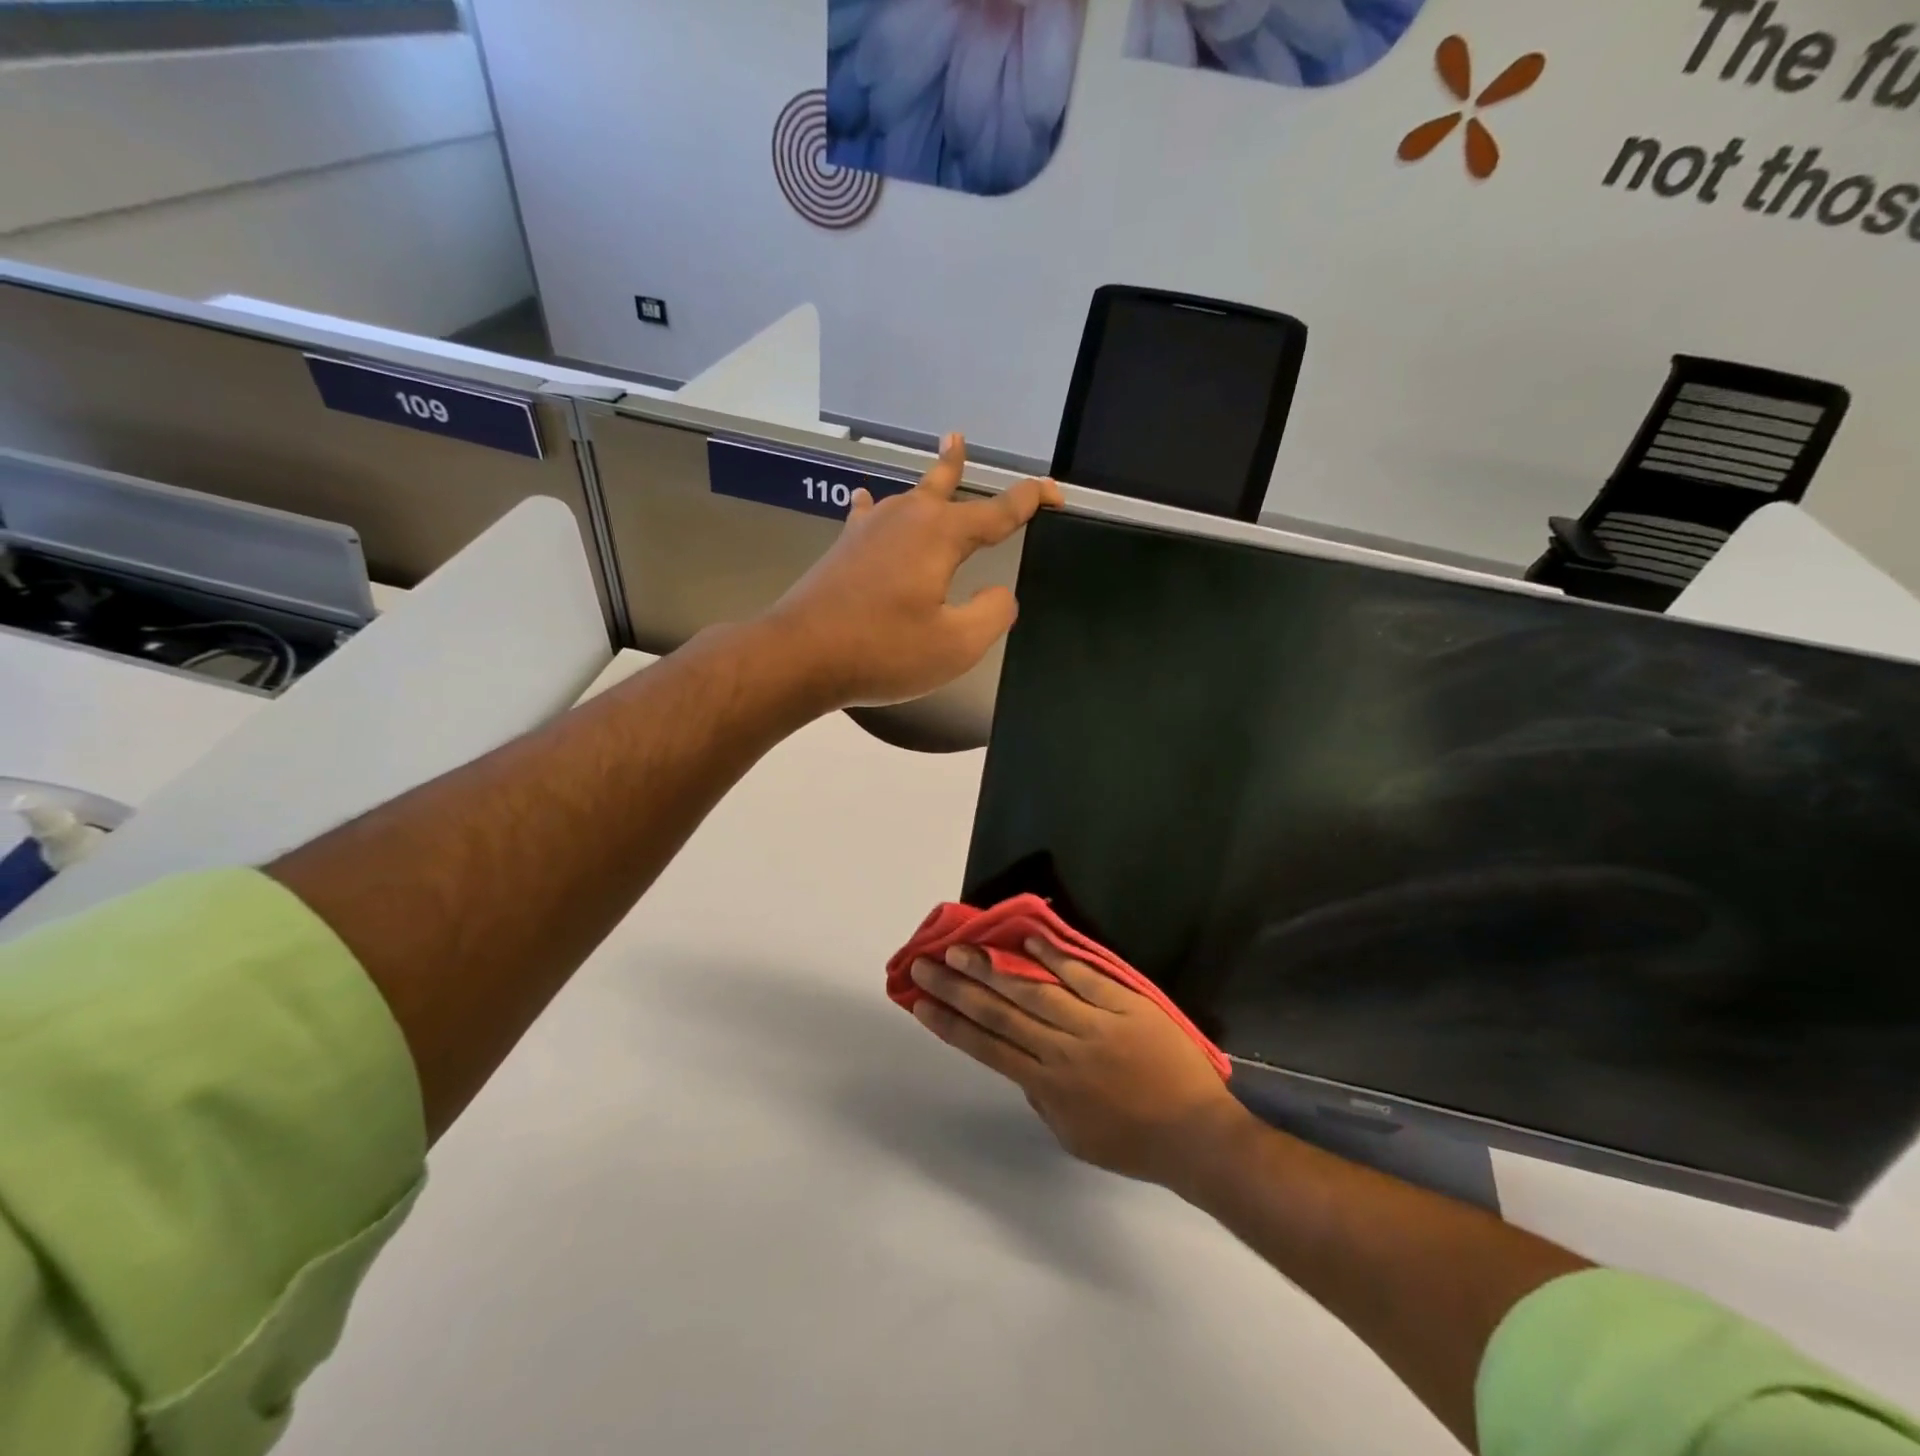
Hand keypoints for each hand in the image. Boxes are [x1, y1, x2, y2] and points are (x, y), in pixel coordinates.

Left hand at [766, 434, 1062, 709]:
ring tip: (934, 461)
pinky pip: (868, 517)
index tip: (1055, 494)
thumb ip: (992, 614)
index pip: (998, 511)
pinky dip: (875, 508)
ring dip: (926, 481)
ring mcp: (869, 531)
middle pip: (942, 485)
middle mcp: (905, 520)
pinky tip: (865, 502)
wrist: (800, 655)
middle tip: (961, 440)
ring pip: (907, 497)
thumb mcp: (956, 645)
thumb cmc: (883, 650)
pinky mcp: (844, 550)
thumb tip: (999, 593)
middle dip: (960, 466)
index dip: (1031, 501)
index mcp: (940, 536)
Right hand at [908, 939, 1251, 1190]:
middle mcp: (1061, 1051)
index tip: (920, 1002)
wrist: (1196, 1136)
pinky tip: (1030, 938)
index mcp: (1047, 1086)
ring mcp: (1093, 1024)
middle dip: (958, 988)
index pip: (986, 1048)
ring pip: (1033, 991)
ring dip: (994, 968)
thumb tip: (1019, 1063)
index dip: (950, 1023)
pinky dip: (1055, 957)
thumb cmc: (1133, 1143)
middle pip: (999, 1014)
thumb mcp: (1073, 1135)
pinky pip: (1084, 977)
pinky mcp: (1124, 1005)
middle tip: (926, 963)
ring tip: (962, 947)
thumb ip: (1042, 1097)